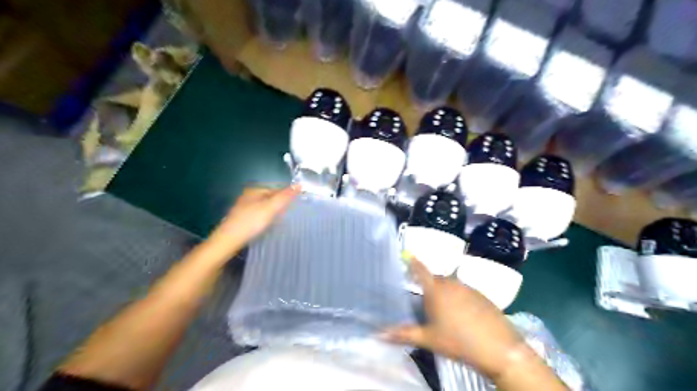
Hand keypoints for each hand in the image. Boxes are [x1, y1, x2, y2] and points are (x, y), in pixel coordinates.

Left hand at [205, 185, 295, 256]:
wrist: (228, 240)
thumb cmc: (251, 222)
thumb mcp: (271, 207)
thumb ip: (285, 196)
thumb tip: (299, 184)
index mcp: (255, 190)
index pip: (277, 188)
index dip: (287, 196)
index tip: (295, 206)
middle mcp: (248, 195)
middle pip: (270, 197)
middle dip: (280, 204)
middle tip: (288, 215)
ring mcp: (244, 207)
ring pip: (265, 206)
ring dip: (273, 212)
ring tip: (280, 221)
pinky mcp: (242, 218)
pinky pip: (259, 214)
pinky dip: (265, 218)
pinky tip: (267, 226)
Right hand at [384, 258, 525, 377]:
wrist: (500, 349)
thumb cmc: (458, 341)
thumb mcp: (428, 339)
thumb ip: (403, 334)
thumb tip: (378, 335)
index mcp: (436, 290)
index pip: (421, 270)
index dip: (413, 262)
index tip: (407, 254)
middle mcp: (452, 283)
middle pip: (436, 279)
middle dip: (429, 285)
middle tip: (424, 300)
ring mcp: (469, 288)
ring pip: (451, 285)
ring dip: (444, 292)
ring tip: (443, 311)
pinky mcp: (483, 296)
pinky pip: (465, 292)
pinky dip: (459, 298)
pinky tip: (462, 315)